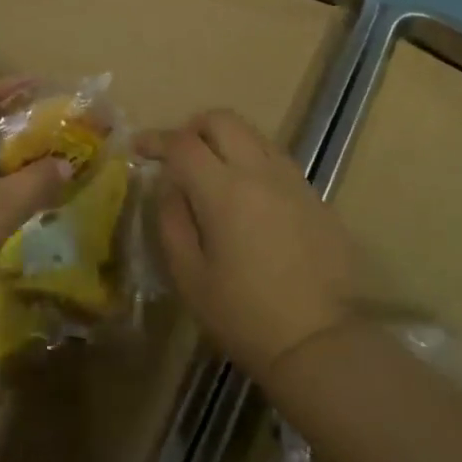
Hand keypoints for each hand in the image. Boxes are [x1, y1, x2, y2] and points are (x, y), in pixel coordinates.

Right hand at [143, 110, 362, 378]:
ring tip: (211, 173)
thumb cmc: (245, 316)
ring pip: (252, 133)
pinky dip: (251, 158)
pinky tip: (246, 194)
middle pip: (222, 119)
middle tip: (178, 156)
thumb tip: (169, 185)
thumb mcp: (190, 278)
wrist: (322, 341)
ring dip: (225, 140)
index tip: (140, 147)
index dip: (157, 139)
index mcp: (224, 190)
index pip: (183, 143)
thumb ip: (172, 221)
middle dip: (193, 128)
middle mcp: (260, 170)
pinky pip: (275, 157)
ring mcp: (292, 178)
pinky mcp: (313, 193)